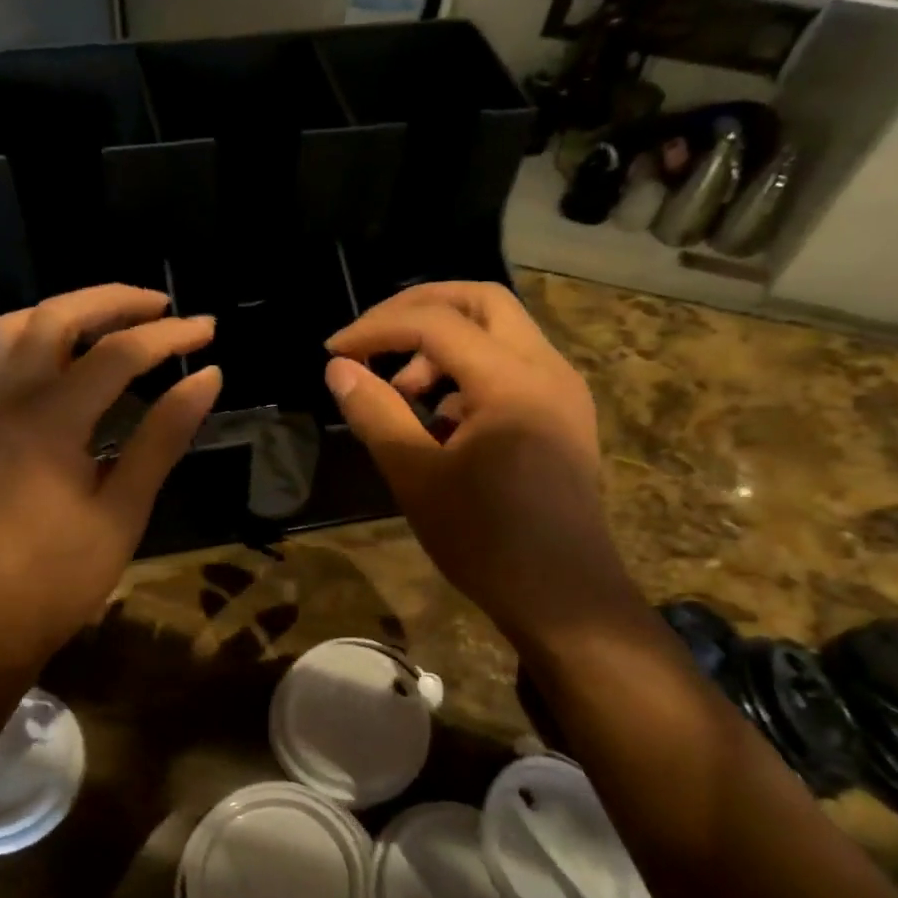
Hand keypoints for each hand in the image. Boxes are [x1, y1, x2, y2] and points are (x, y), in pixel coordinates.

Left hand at [0, 285, 221, 670]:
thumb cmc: (66, 572)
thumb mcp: (126, 507)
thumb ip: (164, 435)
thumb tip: (208, 378)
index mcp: (49, 424)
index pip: (116, 356)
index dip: (168, 338)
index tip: (208, 330)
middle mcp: (7, 401)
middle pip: (58, 317)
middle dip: (115, 302)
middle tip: (163, 307)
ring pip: (18, 326)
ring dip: (70, 310)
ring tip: (116, 320)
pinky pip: (0, 354)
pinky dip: (39, 335)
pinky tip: (70, 354)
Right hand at [324, 282, 634, 646]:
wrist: (562, 596)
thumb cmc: (485, 541)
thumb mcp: (417, 477)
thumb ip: (376, 414)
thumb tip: (338, 368)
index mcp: (512, 381)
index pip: (436, 323)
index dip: (377, 328)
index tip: (334, 351)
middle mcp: (547, 369)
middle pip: (481, 301)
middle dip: (418, 309)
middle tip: (373, 338)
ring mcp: (562, 390)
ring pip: (500, 332)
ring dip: (444, 344)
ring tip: (404, 394)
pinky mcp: (563, 415)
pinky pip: (513, 366)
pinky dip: (470, 372)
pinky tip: (441, 420)